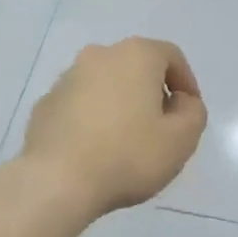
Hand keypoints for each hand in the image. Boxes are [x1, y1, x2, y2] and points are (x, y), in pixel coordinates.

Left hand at [21, 38, 207, 218]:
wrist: (57, 180)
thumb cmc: (128, 155)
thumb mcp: (181, 139)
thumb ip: (192, 112)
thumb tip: (179, 101)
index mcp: (135, 55)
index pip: (171, 56)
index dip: (186, 83)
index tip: (189, 112)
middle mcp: (98, 56)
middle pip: (135, 68)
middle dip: (151, 93)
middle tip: (160, 128)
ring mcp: (66, 79)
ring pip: (104, 86)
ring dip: (119, 106)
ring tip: (125, 142)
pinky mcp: (44, 105)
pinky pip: (79, 106)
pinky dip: (92, 119)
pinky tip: (95, 151)